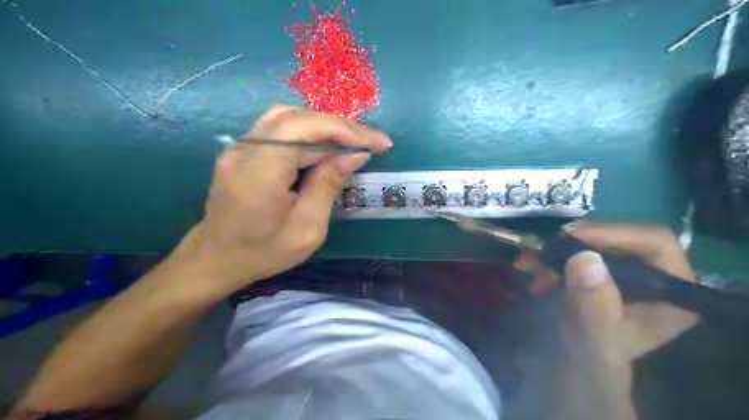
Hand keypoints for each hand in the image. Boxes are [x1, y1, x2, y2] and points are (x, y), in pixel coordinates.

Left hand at [163, 103, 391, 301]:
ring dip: (325, 127)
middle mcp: (245, 150)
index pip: (303, 129)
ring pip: (288, 118)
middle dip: (340, 127)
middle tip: (371, 142)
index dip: (343, 129)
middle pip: (297, 118)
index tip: (376, 144)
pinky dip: (309, 134)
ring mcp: (240, 147)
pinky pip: (280, 129)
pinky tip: (326, 148)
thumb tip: (355, 155)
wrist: (216, 259)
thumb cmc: (264, 252)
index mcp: (260, 172)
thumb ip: (328, 186)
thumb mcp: (307, 229)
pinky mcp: (242, 150)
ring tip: (353, 143)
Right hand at [522, 221, 703, 418]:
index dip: (614, 233)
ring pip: (596, 239)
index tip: (572, 236)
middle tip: (546, 245)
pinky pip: (579, 248)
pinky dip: (553, 254)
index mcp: (673, 290)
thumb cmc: (595, 355)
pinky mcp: (606, 266)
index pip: (654, 242)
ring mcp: (630, 267)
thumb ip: (594, 302)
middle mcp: (657, 272)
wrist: (580, 361)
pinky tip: (532, 266)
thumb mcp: (595, 334)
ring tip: (529, 260)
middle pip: (621, 236)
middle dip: (578, 240)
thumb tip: (585, 257)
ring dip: (559, 247)